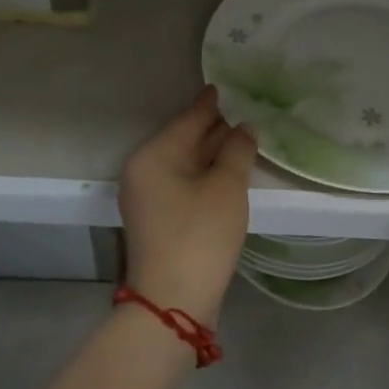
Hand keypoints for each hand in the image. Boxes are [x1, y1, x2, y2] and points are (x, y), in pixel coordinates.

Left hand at [118, 86, 257, 326]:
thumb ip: (237, 150)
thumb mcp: (226, 187)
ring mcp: (147, 197)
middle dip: (213, 128)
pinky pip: (183, 183)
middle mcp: (143, 171)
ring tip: (242, 139)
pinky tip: (227, 172)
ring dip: (211, 153)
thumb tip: (245, 127)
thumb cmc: (200, 235)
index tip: (224, 86)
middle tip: (244, 112)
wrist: (173, 302)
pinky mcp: (157, 219)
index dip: (210, 104)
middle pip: (183, 139)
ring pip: (184, 163)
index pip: (188, 119)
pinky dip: (204, 174)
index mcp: (154, 155)